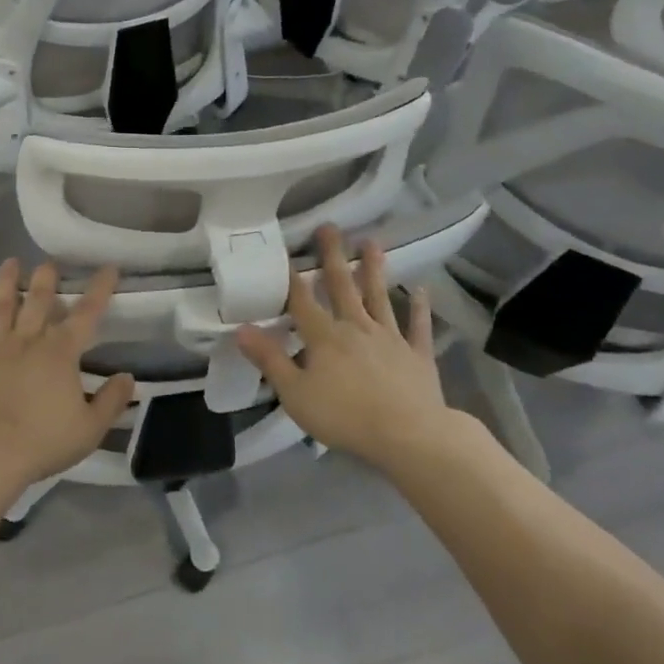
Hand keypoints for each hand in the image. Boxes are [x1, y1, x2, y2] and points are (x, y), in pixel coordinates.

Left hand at [0, 260, 134, 503]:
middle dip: (46, 279)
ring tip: (9, 262)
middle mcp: (27, 342)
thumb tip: (127, 377)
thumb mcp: (89, 428)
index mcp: (60, 352)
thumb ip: (111, 400)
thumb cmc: (42, 442)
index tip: (108, 267)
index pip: (86, 314)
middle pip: (38, 302)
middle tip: (48, 262)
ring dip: (4, 285)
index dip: (100, 289)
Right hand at [236, 225, 466, 471]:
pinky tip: (421, 289)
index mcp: (324, 337)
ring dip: (374, 269)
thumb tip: (241, 329)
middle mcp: (357, 327)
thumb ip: (270, 360)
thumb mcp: (296, 394)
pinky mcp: (417, 355)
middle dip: (332, 256)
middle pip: (342, 286)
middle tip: (329, 227)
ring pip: (379, 297)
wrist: (410, 436)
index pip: (302, 300)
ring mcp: (390, 338)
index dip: (290, 276)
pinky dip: (420, 308)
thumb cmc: (346, 417)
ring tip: (371, 242)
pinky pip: (418, 326)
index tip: (283, 249)